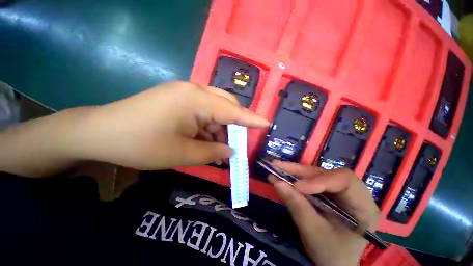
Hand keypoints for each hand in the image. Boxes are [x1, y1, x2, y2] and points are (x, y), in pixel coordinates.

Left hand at [73, 81, 268, 169]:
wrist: (100, 133)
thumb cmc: (140, 145)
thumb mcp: (182, 154)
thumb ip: (212, 152)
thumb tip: (230, 151)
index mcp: (196, 100)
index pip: (232, 111)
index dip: (251, 119)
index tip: (266, 123)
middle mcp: (193, 91)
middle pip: (225, 106)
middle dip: (233, 126)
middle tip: (234, 144)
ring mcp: (184, 93)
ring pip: (214, 111)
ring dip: (218, 130)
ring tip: (217, 150)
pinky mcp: (177, 99)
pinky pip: (202, 112)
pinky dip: (207, 128)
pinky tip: (204, 142)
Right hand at [269, 161, 378, 265]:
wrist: (333, 262)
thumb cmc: (330, 253)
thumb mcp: (313, 232)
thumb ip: (296, 206)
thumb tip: (277, 182)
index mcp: (363, 207)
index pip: (344, 181)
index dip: (319, 180)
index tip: (296, 187)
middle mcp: (354, 194)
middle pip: (327, 174)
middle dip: (301, 172)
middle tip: (278, 166)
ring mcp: (340, 191)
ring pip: (316, 174)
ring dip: (295, 171)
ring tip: (277, 167)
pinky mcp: (328, 191)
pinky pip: (311, 179)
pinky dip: (295, 177)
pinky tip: (283, 174)